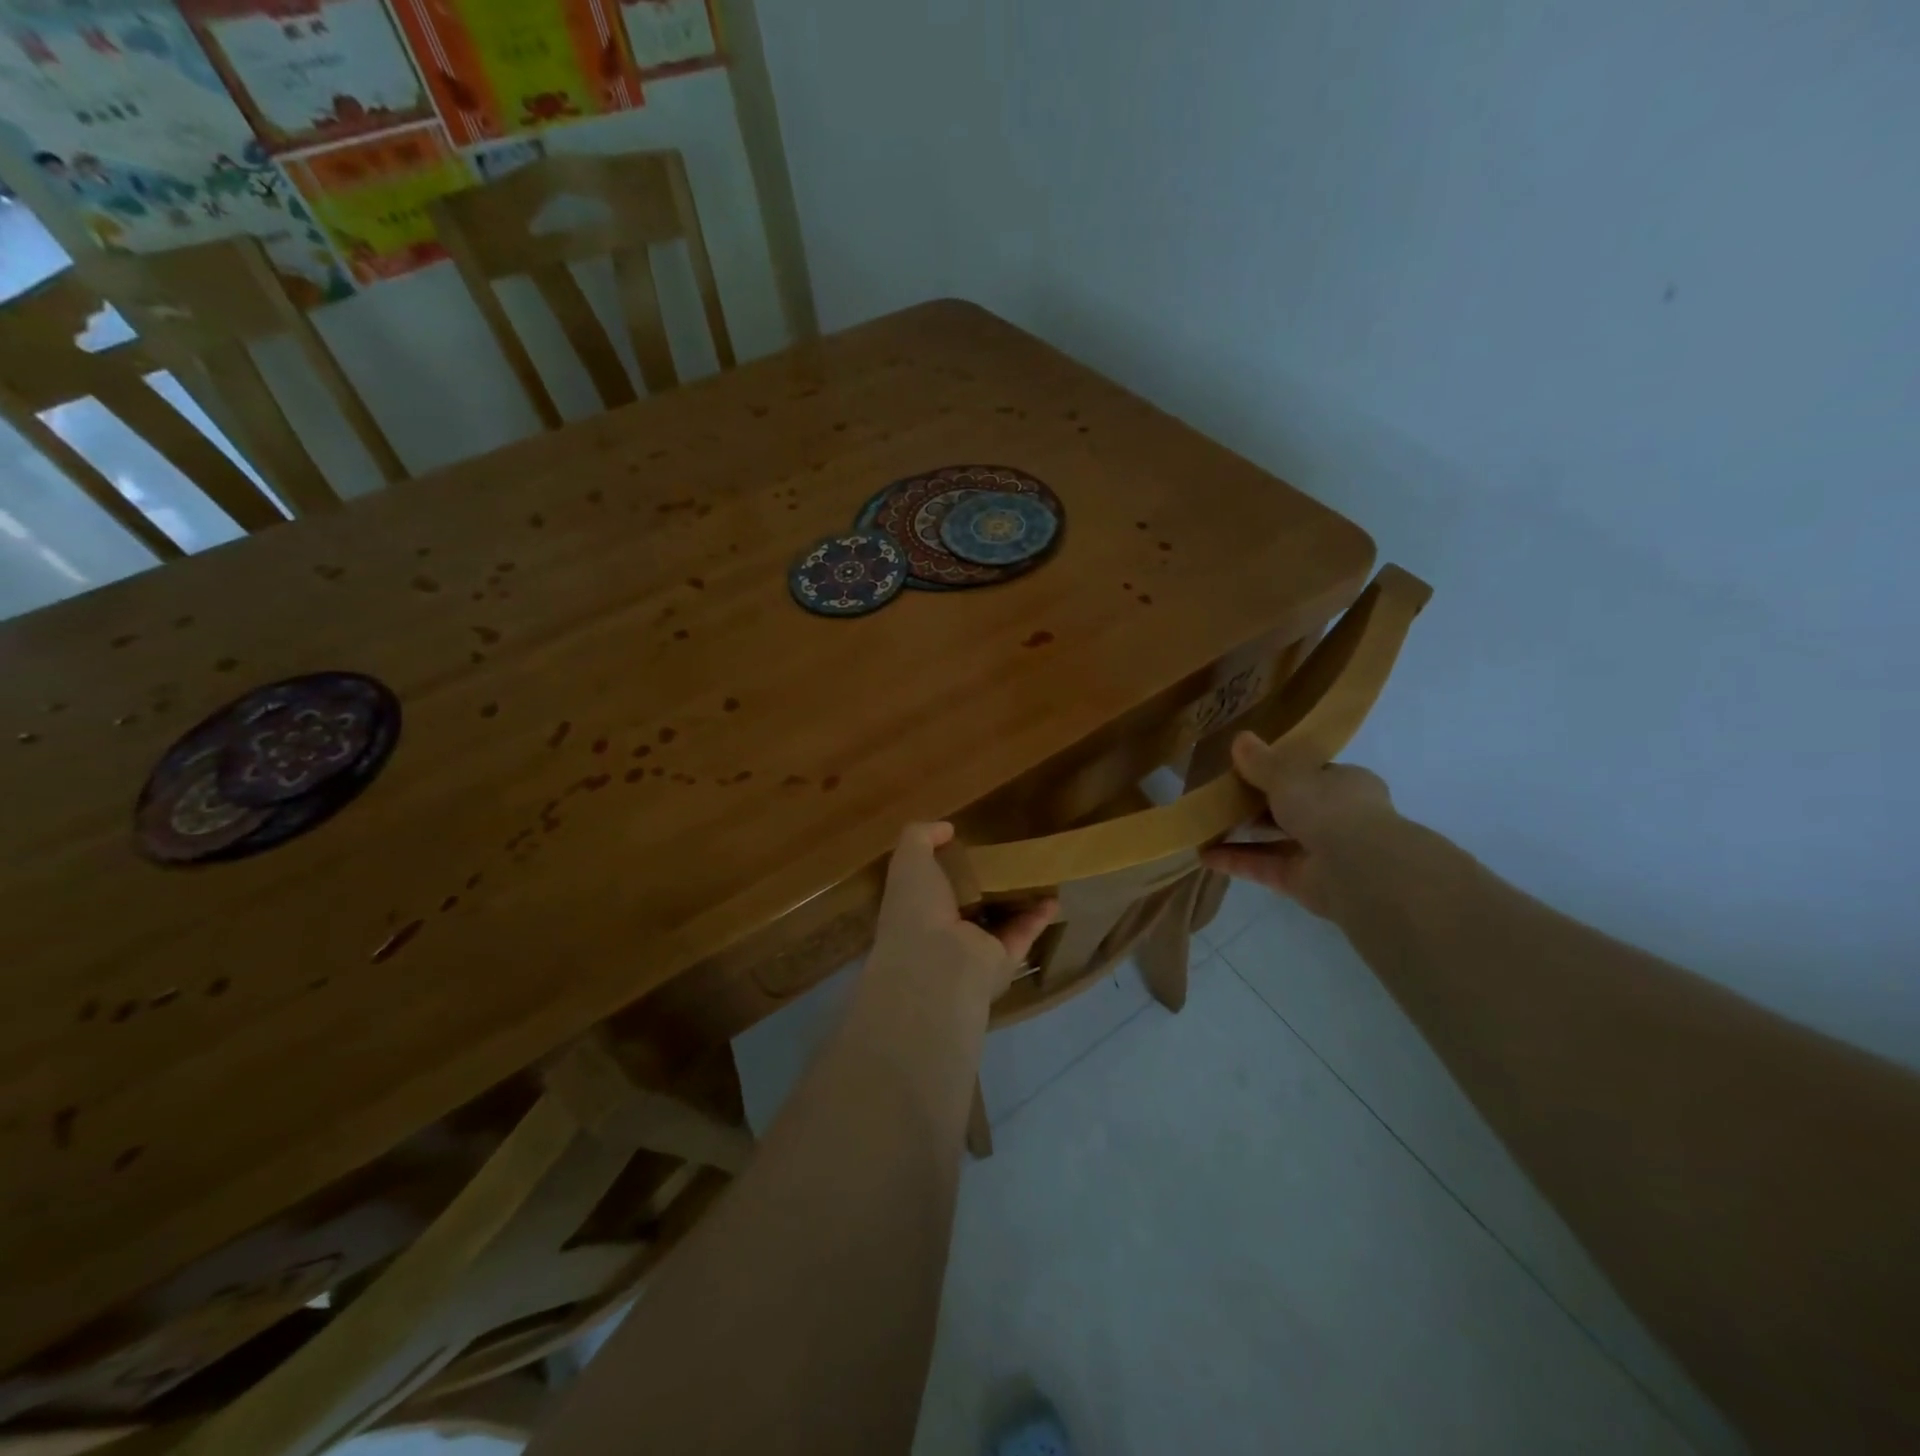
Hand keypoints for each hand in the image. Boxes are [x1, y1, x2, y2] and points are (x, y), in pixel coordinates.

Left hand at [869, 823, 1056, 1004]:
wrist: (936, 964)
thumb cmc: (916, 908)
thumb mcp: (909, 860)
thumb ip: (921, 837)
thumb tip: (946, 829)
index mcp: (917, 909)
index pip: (933, 887)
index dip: (948, 866)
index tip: (969, 845)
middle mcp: (944, 931)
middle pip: (970, 903)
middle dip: (987, 883)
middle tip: (1009, 856)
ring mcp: (974, 949)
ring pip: (1000, 919)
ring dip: (1018, 900)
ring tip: (1039, 874)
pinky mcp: (1003, 960)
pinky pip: (1023, 934)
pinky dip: (1039, 917)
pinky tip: (1054, 897)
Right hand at [1200, 735, 1395, 919]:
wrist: (1357, 868)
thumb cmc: (1329, 807)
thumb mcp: (1288, 775)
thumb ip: (1262, 761)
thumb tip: (1240, 738)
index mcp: (1346, 785)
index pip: (1312, 774)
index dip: (1282, 771)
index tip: (1248, 768)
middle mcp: (1338, 818)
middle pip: (1292, 807)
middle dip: (1257, 805)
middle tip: (1221, 797)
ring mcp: (1321, 852)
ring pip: (1276, 839)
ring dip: (1242, 834)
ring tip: (1206, 825)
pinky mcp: (1303, 881)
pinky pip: (1264, 867)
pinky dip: (1236, 862)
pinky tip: (1205, 856)